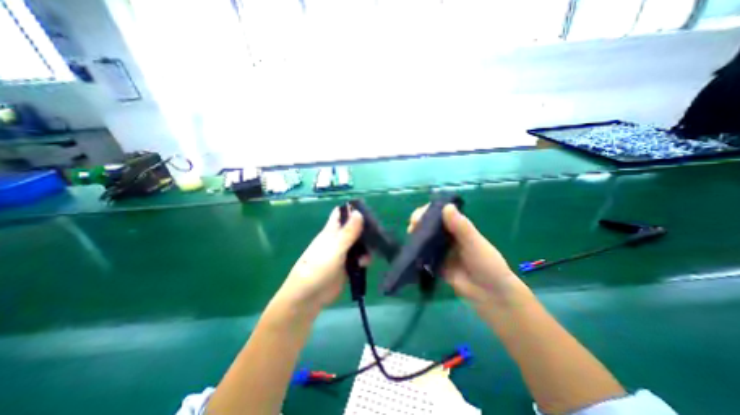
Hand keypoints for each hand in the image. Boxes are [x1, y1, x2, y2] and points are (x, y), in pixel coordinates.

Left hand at [274, 207, 362, 310]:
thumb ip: (348, 232)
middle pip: (354, 228)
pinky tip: (365, 263)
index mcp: (332, 231)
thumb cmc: (318, 267)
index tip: (367, 209)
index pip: (341, 214)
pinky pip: (359, 258)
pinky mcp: (348, 266)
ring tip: (371, 251)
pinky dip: (364, 259)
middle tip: (378, 231)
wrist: (309, 296)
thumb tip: (359, 212)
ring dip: (366, 246)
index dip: (352, 209)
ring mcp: (343, 253)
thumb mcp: (335, 247)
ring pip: (359, 244)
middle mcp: (338, 240)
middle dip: (365, 228)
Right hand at [407, 204, 521, 307]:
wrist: (490, 294)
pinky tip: (411, 251)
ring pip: (425, 239)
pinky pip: (424, 256)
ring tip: (410, 236)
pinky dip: (417, 252)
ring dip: (416, 236)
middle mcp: (448, 237)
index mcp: (458, 228)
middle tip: (412, 226)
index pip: (441, 213)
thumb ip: (461, 226)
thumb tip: (446, 206)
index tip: (420, 214)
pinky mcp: (435, 264)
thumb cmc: (487, 264)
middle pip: (430, 225)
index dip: (429, 211)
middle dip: (419, 222)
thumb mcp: (475, 243)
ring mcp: (441, 251)